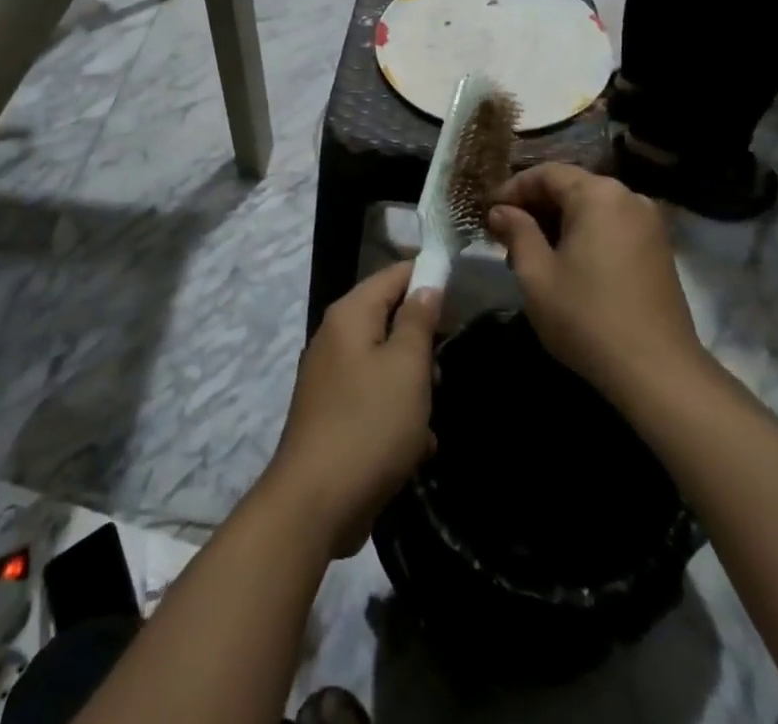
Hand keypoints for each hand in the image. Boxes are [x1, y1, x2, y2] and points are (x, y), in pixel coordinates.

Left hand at [263, 263, 440, 556]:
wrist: (314, 503)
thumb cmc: (369, 424)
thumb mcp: (406, 367)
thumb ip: (418, 320)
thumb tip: (426, 285)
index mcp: (350, 314)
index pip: (393, 274)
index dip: (427, 276)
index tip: (462, 292)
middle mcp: (335, 337)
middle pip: (390, 318)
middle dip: (422, 342)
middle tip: (444, 367)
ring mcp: (331, 377)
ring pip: (386, 362)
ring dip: (413, 385)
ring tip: (430, 414)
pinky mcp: (333, 414)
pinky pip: (374, 397)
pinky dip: (397, 414)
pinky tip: (416, 445)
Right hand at [487, 165, 707, 408]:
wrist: (658, 372)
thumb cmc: (587, 317)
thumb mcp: (536, 274)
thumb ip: (516, 232)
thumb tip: (500, 211)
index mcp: (598, 194)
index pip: (546, 174)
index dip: (512, 189)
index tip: (488, 212)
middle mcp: (628, 197)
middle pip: (571, 187)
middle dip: (535, 207)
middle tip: (505, 235)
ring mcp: (649, 223)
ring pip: (592, 208)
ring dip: (559, 223)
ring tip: (531, 254)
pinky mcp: (659, 249)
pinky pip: (612, 226)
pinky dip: (585, 235)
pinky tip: (566, 264)